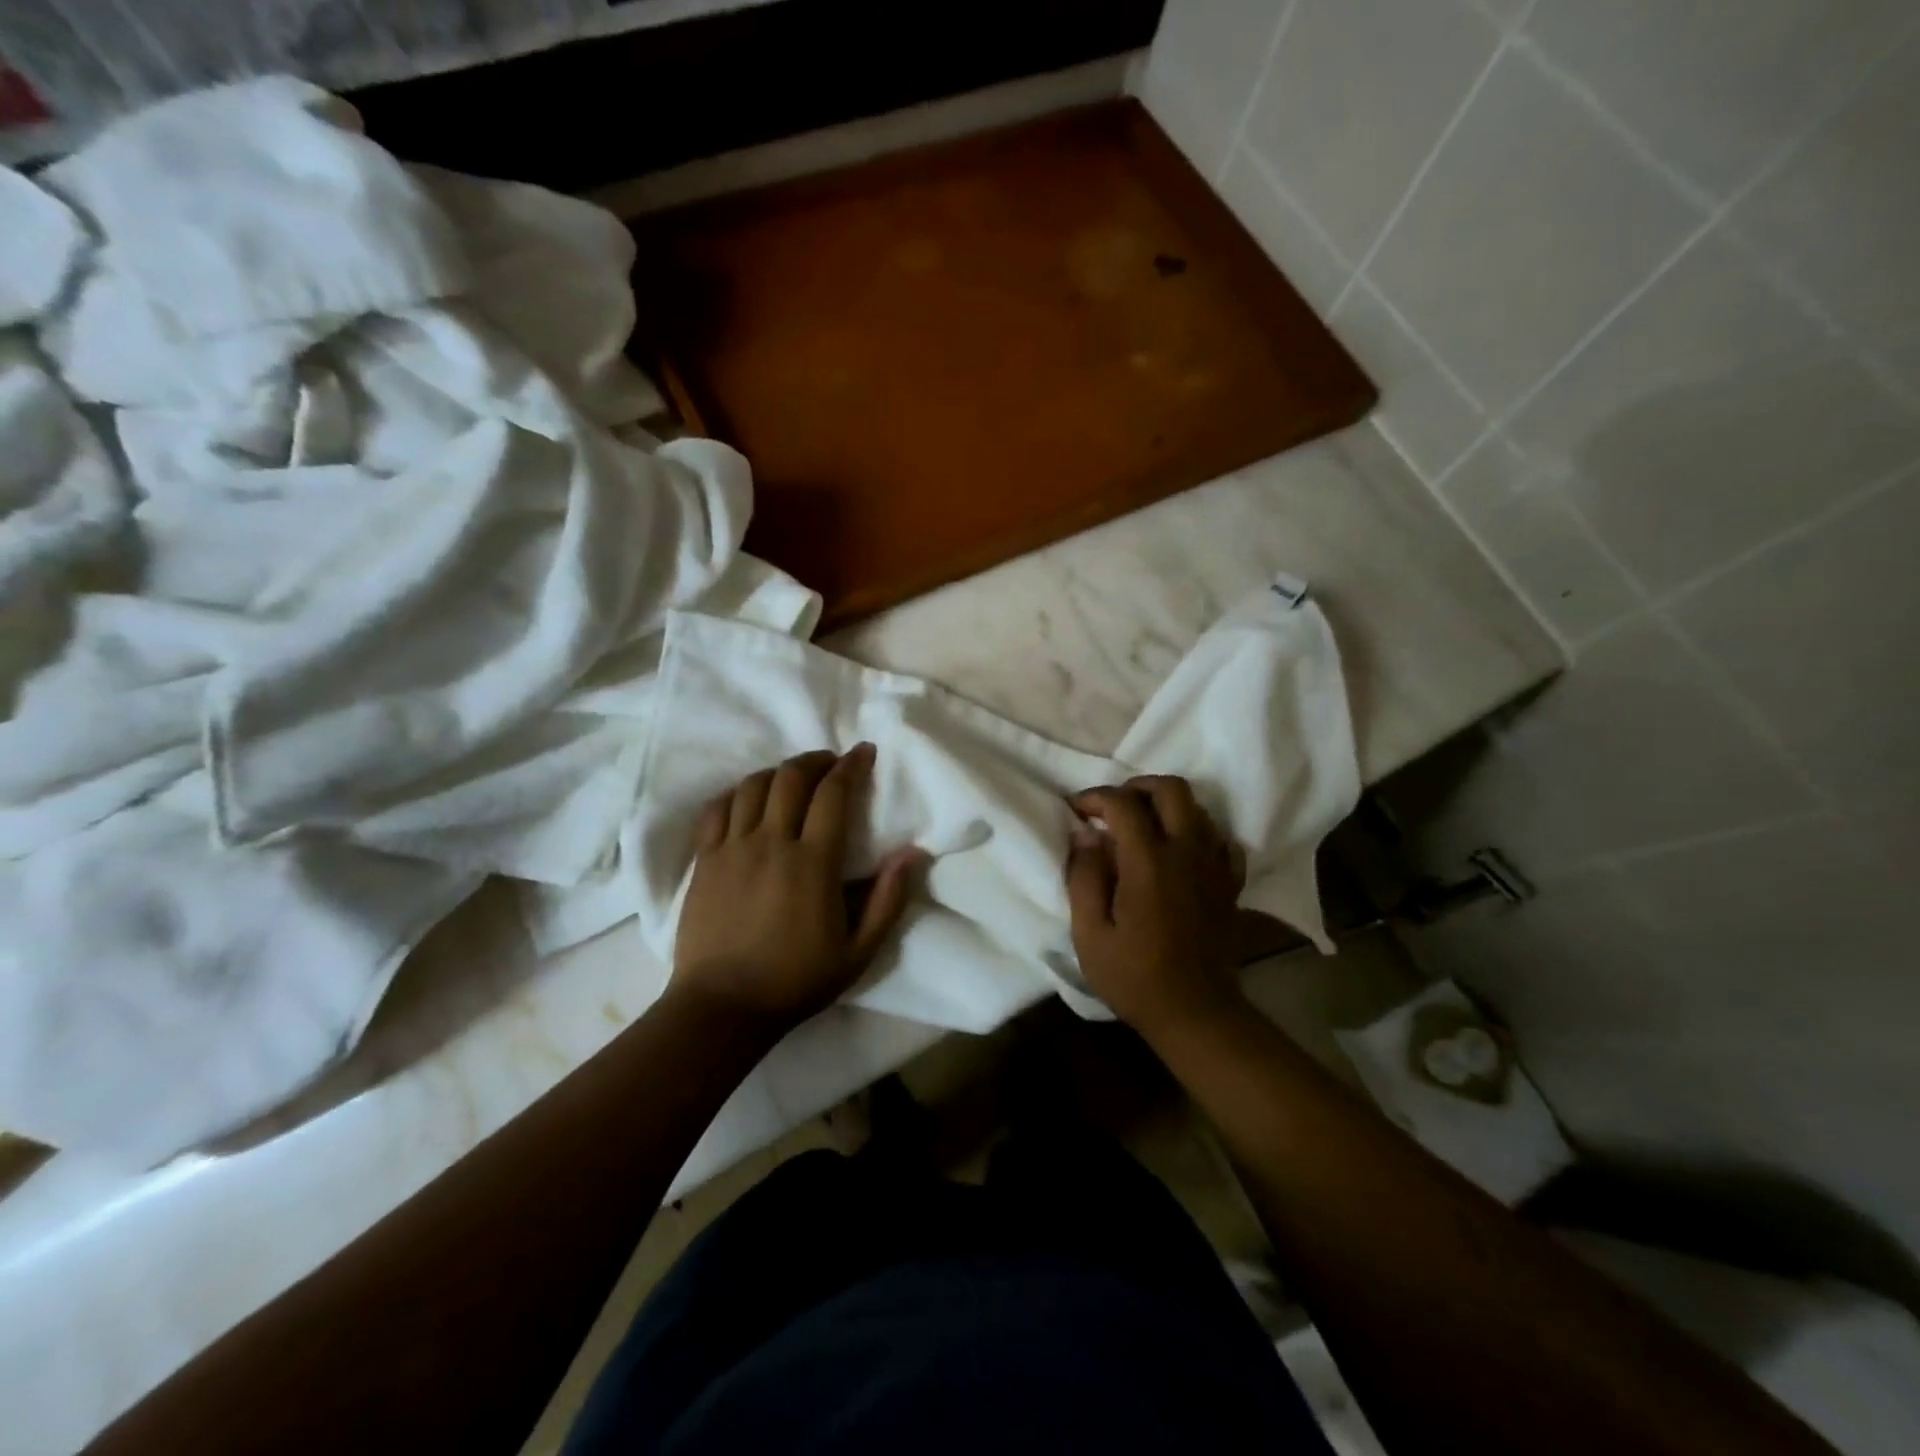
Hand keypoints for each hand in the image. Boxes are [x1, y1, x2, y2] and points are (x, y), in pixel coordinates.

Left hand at [671, 745, 924, 1031]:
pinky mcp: (704, 860)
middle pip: (791, 777)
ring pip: (753, 786)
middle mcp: (771, 843)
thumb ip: (888, 900)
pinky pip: (717, 809)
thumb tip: (911, 853)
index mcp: (813, 863)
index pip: (833, 794)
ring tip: (793, 778)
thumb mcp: (858, 951)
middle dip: (815, 759)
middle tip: (831, 762)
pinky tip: (749, 797)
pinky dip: (737, 792)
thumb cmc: (796, 980)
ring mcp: (732, 849)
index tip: (862, 751)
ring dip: (778, 772)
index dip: (850, 766)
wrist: (722, 1007)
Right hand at [1066, 776, 1246, 1038]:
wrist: (1196, 1014)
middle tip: (1114, 807)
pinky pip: (1222, 840)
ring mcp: (1215, 866)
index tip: (1077, 811)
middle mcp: (1187, 852)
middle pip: (1172, 789)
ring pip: (1198, 809)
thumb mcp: (1090, 934)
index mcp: (1149, 863)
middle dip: (1137, 786)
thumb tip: (1086, 836)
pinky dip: (1199, 834)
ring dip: (1167, 807)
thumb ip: (1084, 877)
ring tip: (1142, 828)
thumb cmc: (1134, 977)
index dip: (1095, 797)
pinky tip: (1180, 852)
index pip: (1123, 804)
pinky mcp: (1230, 884)